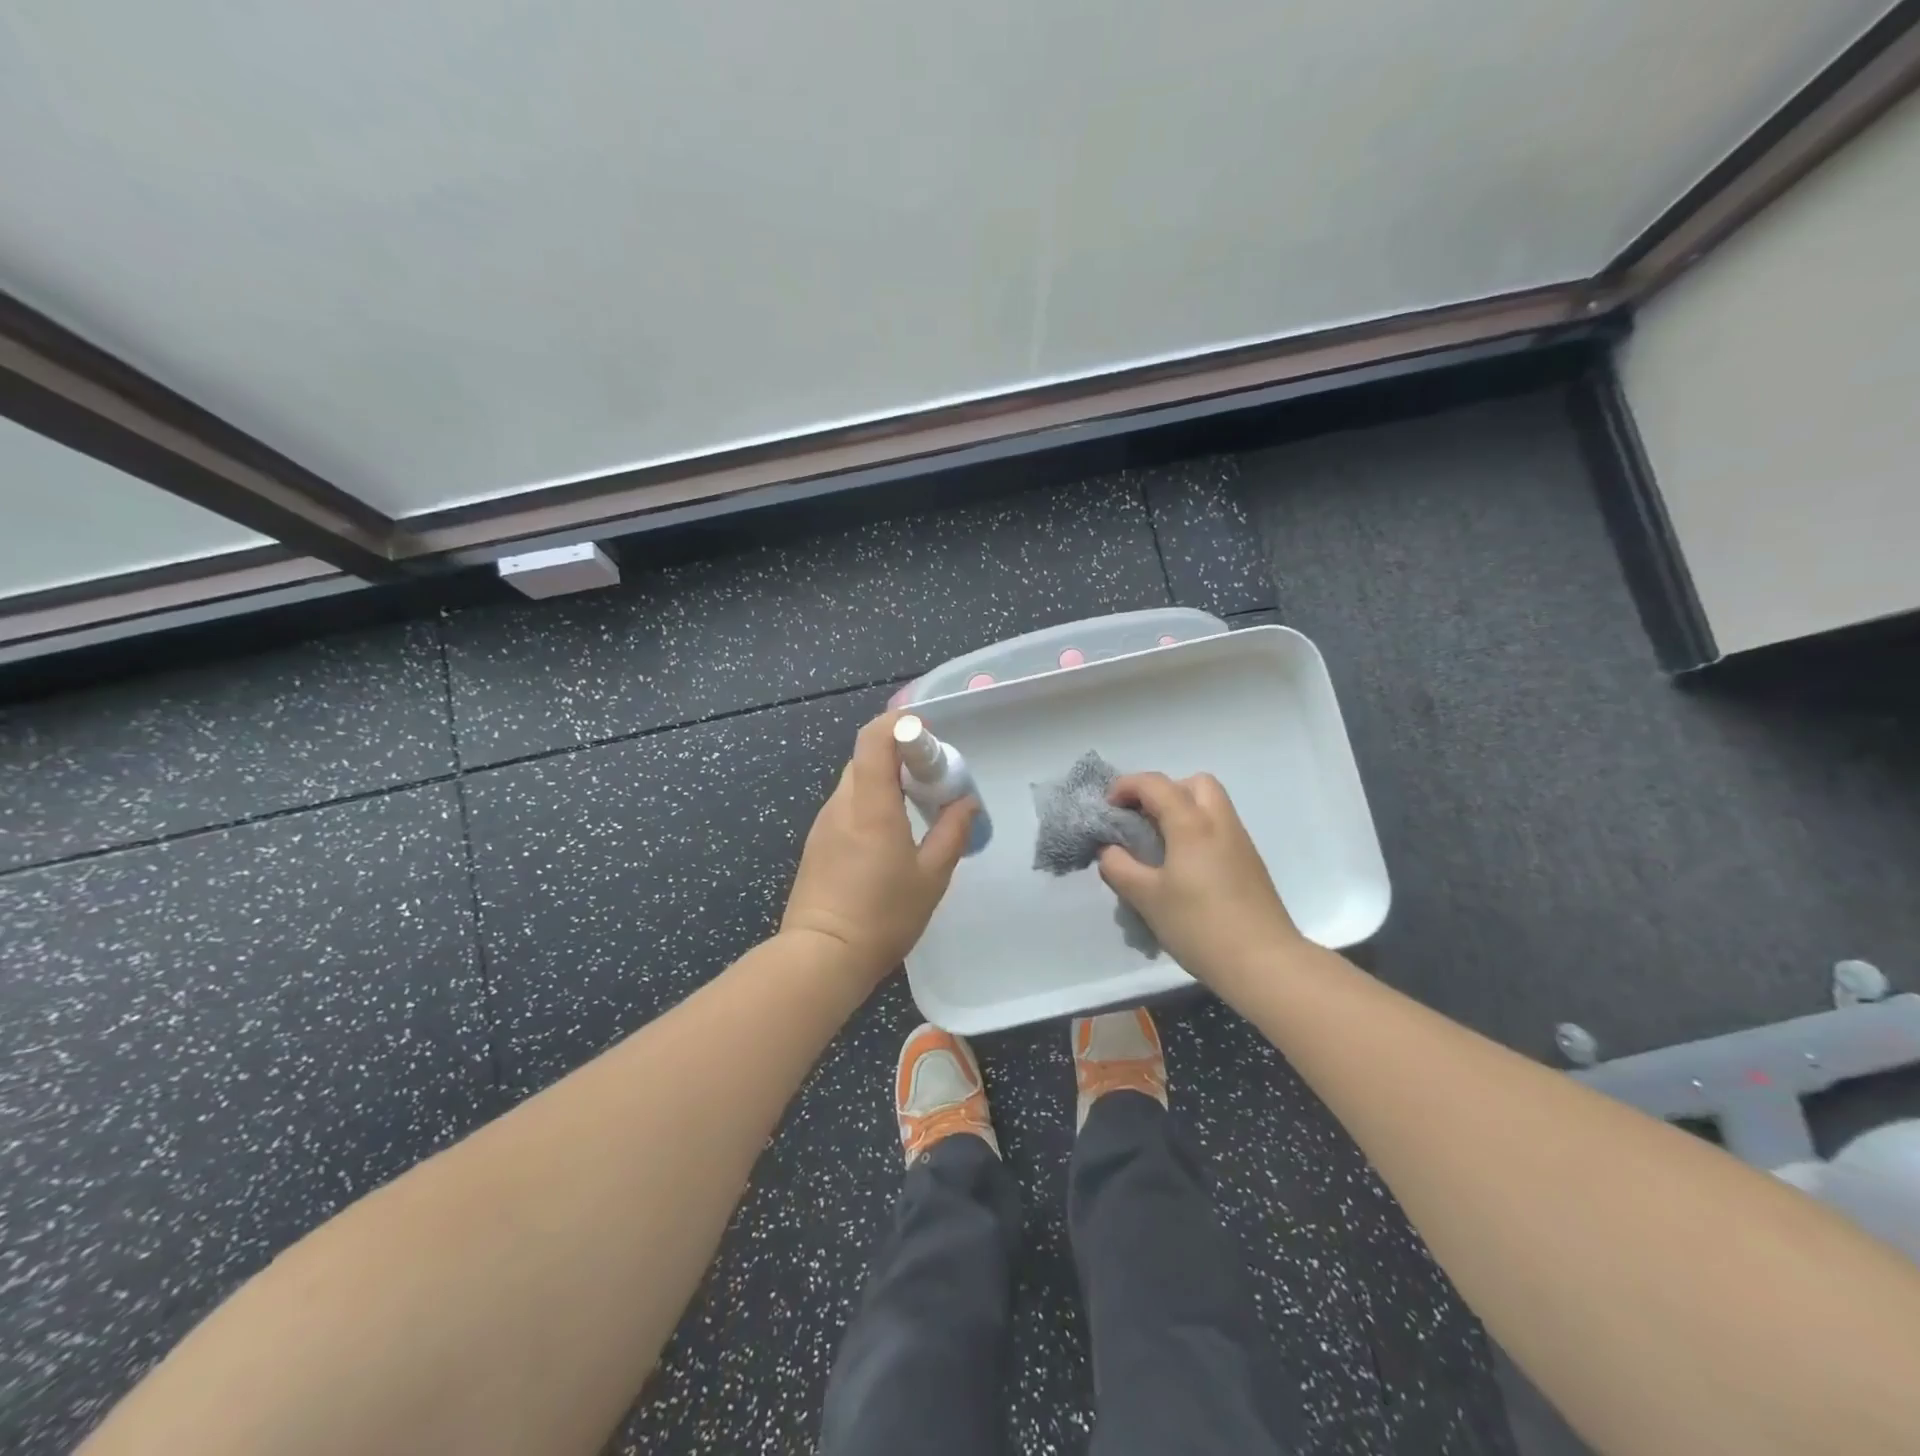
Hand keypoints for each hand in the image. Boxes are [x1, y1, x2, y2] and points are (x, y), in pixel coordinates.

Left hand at [781, 710, 977, 987]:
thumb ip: (952, 832)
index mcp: (871, 805)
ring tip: (916, 808)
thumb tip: (966, 802)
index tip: (928, 737)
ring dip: (886, 781)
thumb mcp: (932, 877)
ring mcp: (824, 824)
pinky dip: (871, 803)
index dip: (900, 725)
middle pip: (866, 757)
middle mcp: (842, 805)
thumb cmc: (883, 916)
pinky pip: (847, 806)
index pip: (875, 739)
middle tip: (932, 778)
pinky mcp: (817, 843)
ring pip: (855, 782)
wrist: (821, 956)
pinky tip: (890, 835)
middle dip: (900, 755)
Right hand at [1097, 772, 1302, 983]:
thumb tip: (1109, 850)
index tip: (1107, 808)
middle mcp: (1219, 823)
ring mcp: (1240, 842)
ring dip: (1182, 811)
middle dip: (1163, 791)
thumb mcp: (1146, 898)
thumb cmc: (1199, 926)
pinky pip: (1219, 829)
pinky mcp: (1250, 864)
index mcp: (1192, 824)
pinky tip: (1182, 868)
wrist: (1264, 963)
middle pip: (1194, 783)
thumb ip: (1119, 868)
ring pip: (1211, 805)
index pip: (1155, 784)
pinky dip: (1197, 832)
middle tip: (1143, 820)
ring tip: (1158, 846)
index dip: (1126, 787)